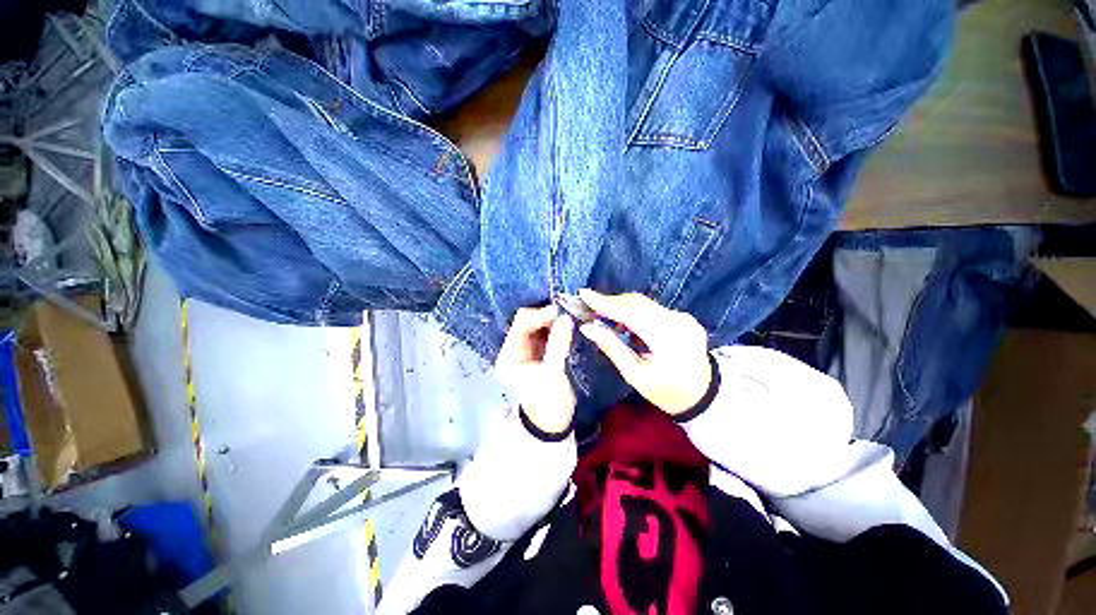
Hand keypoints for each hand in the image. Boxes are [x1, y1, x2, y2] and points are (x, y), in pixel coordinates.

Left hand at [495, 305, 576, 434]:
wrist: (553, 425)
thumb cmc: (549, 402)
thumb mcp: (554, 373)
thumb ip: (558, 343)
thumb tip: (565, 317)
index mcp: (509, 356)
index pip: (520, 325)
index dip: (539, 315)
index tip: (559, 311)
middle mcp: (513, 350)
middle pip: (526, 323)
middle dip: (545, 317)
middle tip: (565, 314)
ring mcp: (525, 352)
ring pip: (536, 328)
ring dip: (551, 322)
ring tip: (567, 320)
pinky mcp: (536, 355)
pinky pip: (544, 335)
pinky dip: (554, 330)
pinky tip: (565, 328)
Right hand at [577, 289, 711, 415]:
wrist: (703, 395)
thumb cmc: (666, 392)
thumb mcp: (635, 375)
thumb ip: (612, 347)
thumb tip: (587, 327)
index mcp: (668, 341)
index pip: (631, 314)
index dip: (605, 303)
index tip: (584, 294)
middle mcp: (679, 322)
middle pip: (638, 303)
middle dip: (611, 302)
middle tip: (589, 305)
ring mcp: (684, 318)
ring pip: (645, 303)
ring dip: (621, 306)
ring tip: (602, 314)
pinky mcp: (684, 317)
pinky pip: (653, 308)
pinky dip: (635, 311)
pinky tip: (624, 321)